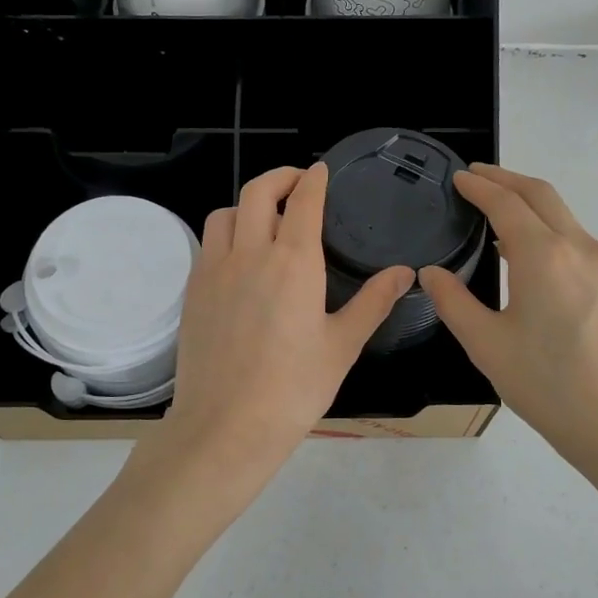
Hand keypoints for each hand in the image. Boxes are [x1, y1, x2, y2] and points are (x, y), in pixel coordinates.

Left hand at [160, 164, 413, 498]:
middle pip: (258, 192)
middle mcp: (250, 254)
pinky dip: (227, 232)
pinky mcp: (193, 291)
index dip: (314, 179)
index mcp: (293, 262)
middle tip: (298, 182)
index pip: (304, 202)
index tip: (321, 171)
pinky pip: (208, 243)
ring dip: (248, 203)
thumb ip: (373, 302)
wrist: (226, 426)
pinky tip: (239, 256)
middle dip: (280, 176)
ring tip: (266, 217)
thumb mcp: (342, 345)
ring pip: (226, 213)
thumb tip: (404, 272)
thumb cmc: (293, 389)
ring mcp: (215, 270)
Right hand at [420, 165, 597, 472]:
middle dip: (506, 178)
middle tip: (474, 176)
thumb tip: (431, 273)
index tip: (457, 177)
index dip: (479, 186)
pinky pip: (574, 236)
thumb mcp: (487, 345)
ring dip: (528, 200)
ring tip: (494, 206)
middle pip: (541, 194)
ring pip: (562, 213)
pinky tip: (525, 248)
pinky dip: (545, 224)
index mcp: (543, 255)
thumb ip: (454, 302)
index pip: (506, 203)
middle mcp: (578, 247)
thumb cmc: (549, 386)